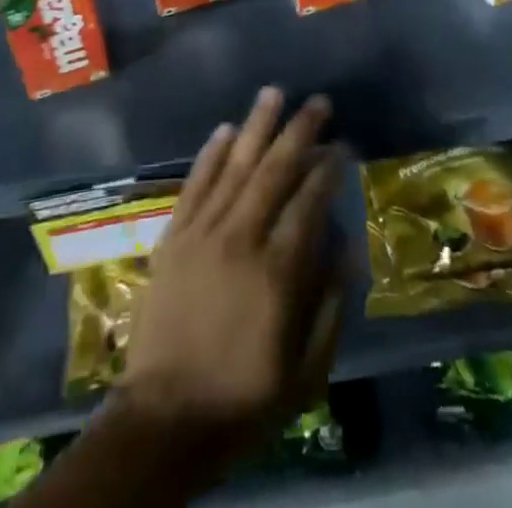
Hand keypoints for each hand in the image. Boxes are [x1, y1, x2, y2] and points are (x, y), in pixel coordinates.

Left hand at [119, 88, 345, 469]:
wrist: (163, 419)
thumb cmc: (243, 398)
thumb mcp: (305, 372)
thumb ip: (331, 305)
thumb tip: (347, 244)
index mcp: (278, 271)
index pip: (309, 201)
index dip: (328, 168)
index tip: (342, 144)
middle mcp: (241, 238)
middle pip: (275, 170)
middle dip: (299, 131)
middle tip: (318, 102)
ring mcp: (202, 233)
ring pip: (235, 166)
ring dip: (256, 126)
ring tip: (274, 93)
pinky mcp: (174, 238)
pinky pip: (195, 184)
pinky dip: (210, 155)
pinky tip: (225, 129)